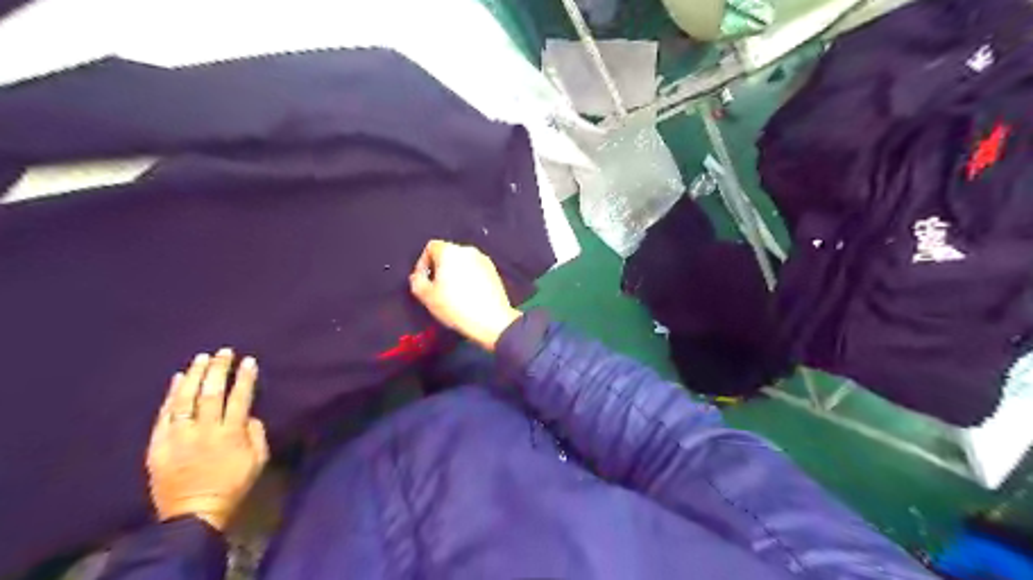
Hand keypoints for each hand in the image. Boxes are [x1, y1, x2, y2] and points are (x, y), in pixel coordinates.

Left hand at [149, 346, 271, 532]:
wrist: (192, 514)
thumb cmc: (232, 485)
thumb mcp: (258, 460)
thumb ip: (256, 434)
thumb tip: (247, 415)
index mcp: (231, 434)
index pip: (240, 398)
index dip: (245, 378)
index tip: (249, 360)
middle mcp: (204, 430)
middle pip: (211, 393)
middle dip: (219, 369)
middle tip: (224, 352)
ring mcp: (178, 436)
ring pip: (185, 399)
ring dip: (194, 376)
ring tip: (201, 358)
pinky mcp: (158, 444)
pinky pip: (164, 414)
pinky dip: (171, 395)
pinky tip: (177, 379)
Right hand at [411, 238, 521, 347]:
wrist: (491, 320)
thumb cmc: (456, 307)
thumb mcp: (427, 297)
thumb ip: (417, 282)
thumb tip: (417, 276)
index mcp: (450, 251)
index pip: (431, 247)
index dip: (422, 262)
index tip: (423, 280)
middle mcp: (468, 250)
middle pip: (447, 254)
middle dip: (439, 268)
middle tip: (436, 288)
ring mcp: (483, 260)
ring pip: (462, 262)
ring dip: (454, 274)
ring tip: (452, 294)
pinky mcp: (494, 271)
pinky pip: (475, 270)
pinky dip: (468, 278)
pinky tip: (468, 295)